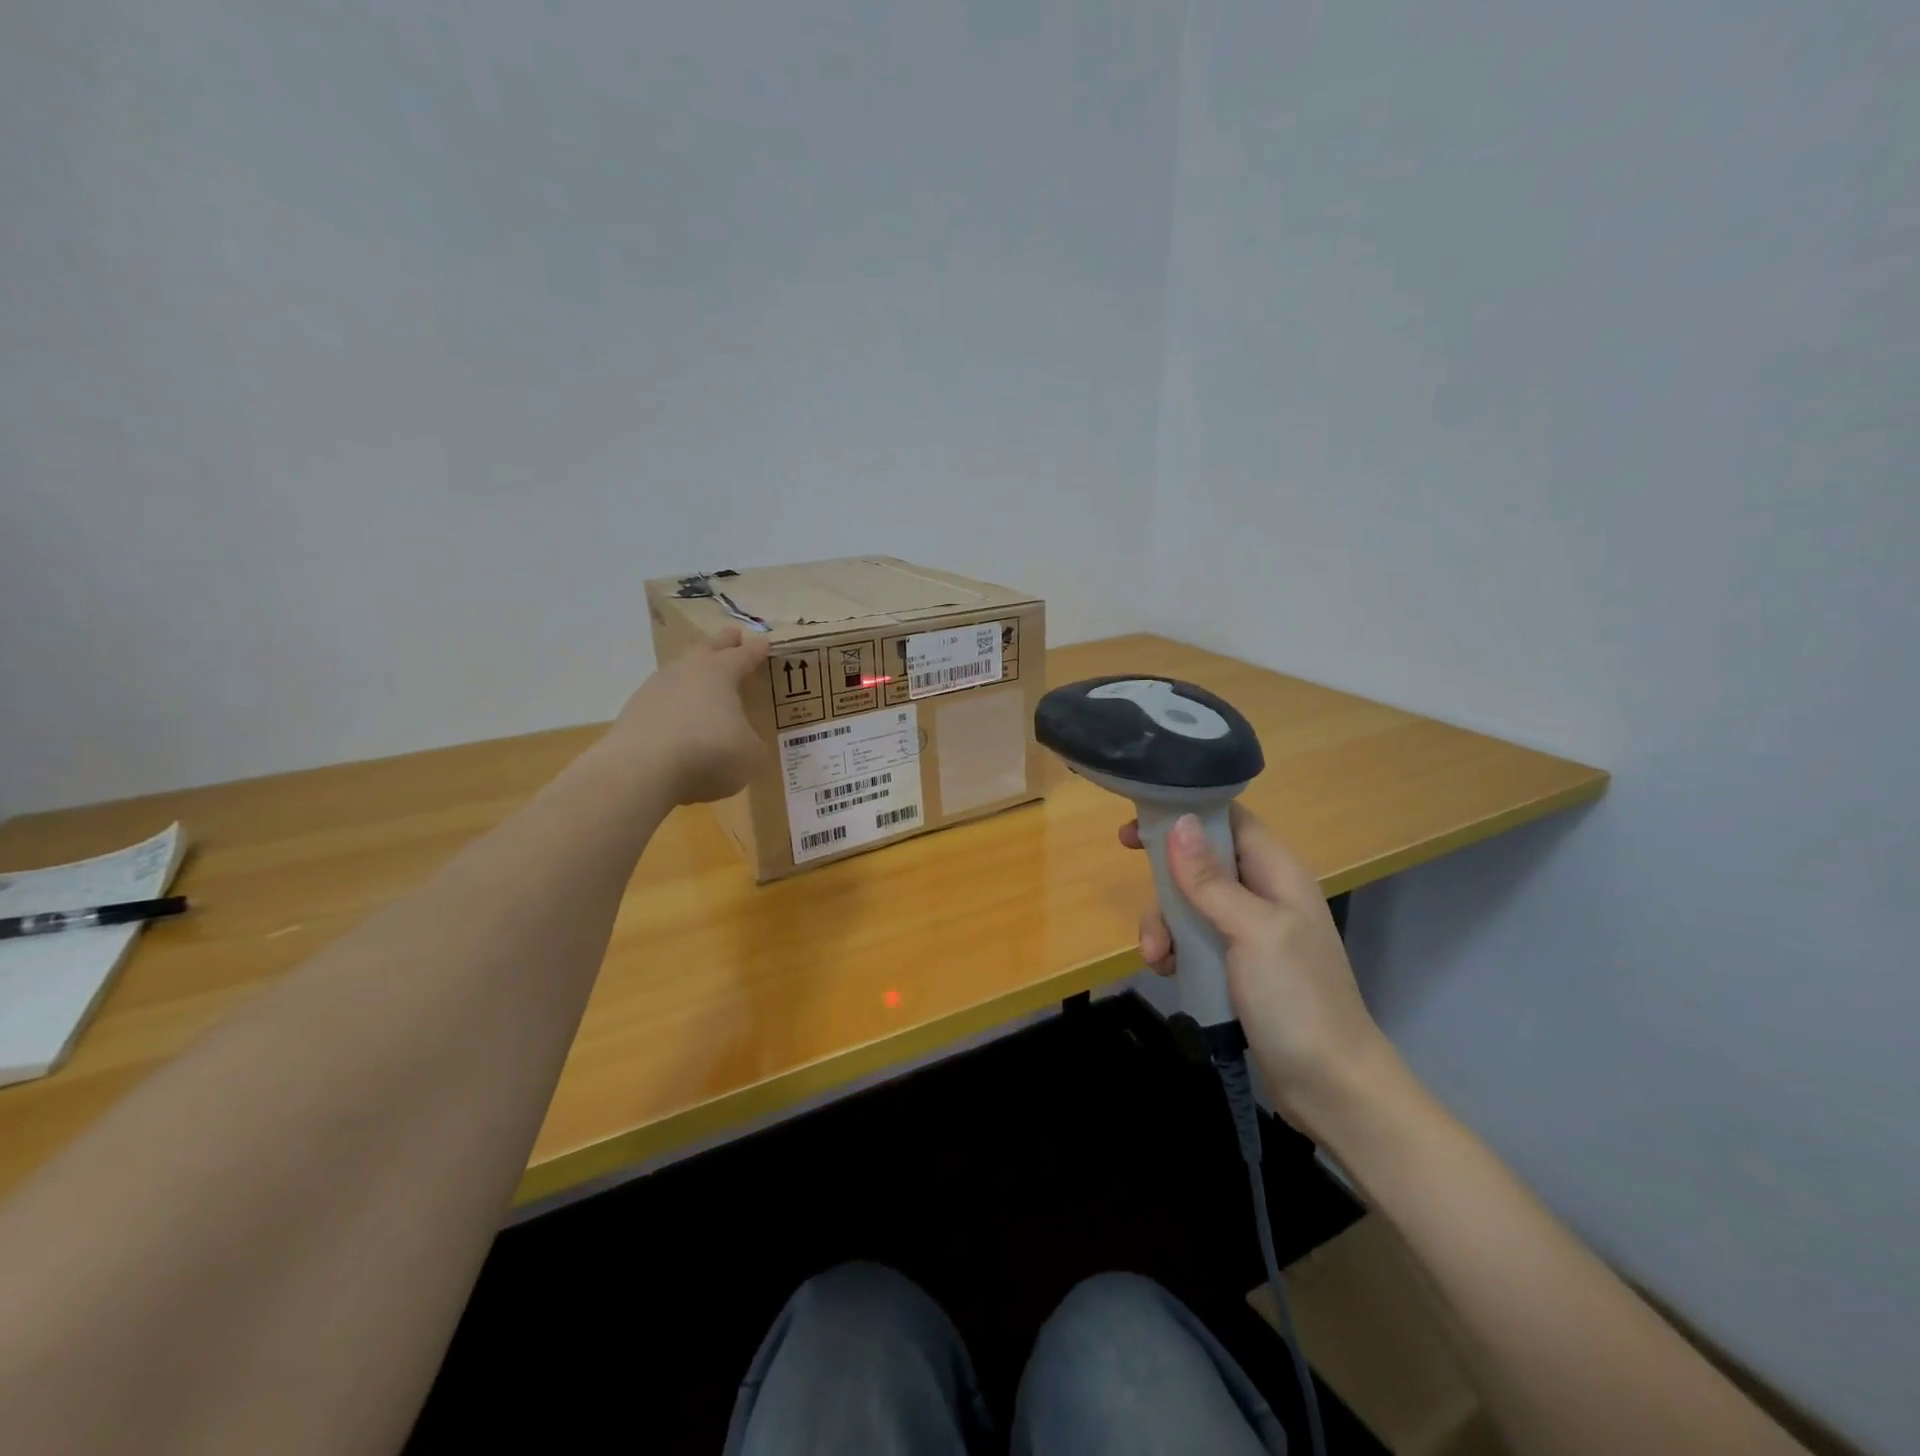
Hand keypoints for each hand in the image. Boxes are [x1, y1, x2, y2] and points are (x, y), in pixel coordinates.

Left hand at [608, 626, 769, 804]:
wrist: (642, 770)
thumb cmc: (709, 752)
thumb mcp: (750, 753)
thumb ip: (751, 741)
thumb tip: (742, 741)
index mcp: (720, 673)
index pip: (742, 656)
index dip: (755, 651)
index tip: (763, 642)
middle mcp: (686, 672)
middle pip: (706, 650)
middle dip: (721, 643)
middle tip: (732, 635)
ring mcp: (654, 690)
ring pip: (678, 672)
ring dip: (692, 672)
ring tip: (701, 677)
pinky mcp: (633, 714)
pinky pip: (661, 701)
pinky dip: (674, 704)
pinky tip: (678, 716)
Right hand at [1120, 805, 1393, 1131]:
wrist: (1331, 1087)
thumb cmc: (1297, 999)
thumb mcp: (1252, 931)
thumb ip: (1212, 879)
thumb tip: (1179, 822)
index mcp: (1277, 873)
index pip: (1230, 820)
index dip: (1186, 813)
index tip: (1141, 823)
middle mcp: (1264, 893)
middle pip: (1202, 861)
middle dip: (1168, 879)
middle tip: (1137, 886)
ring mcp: (1250, 931)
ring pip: (1191, 903)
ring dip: (1165, 923)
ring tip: (1156, 956)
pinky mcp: (1237, 965)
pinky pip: (1194, 939)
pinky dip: (1175, 949)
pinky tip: (1166, 970)